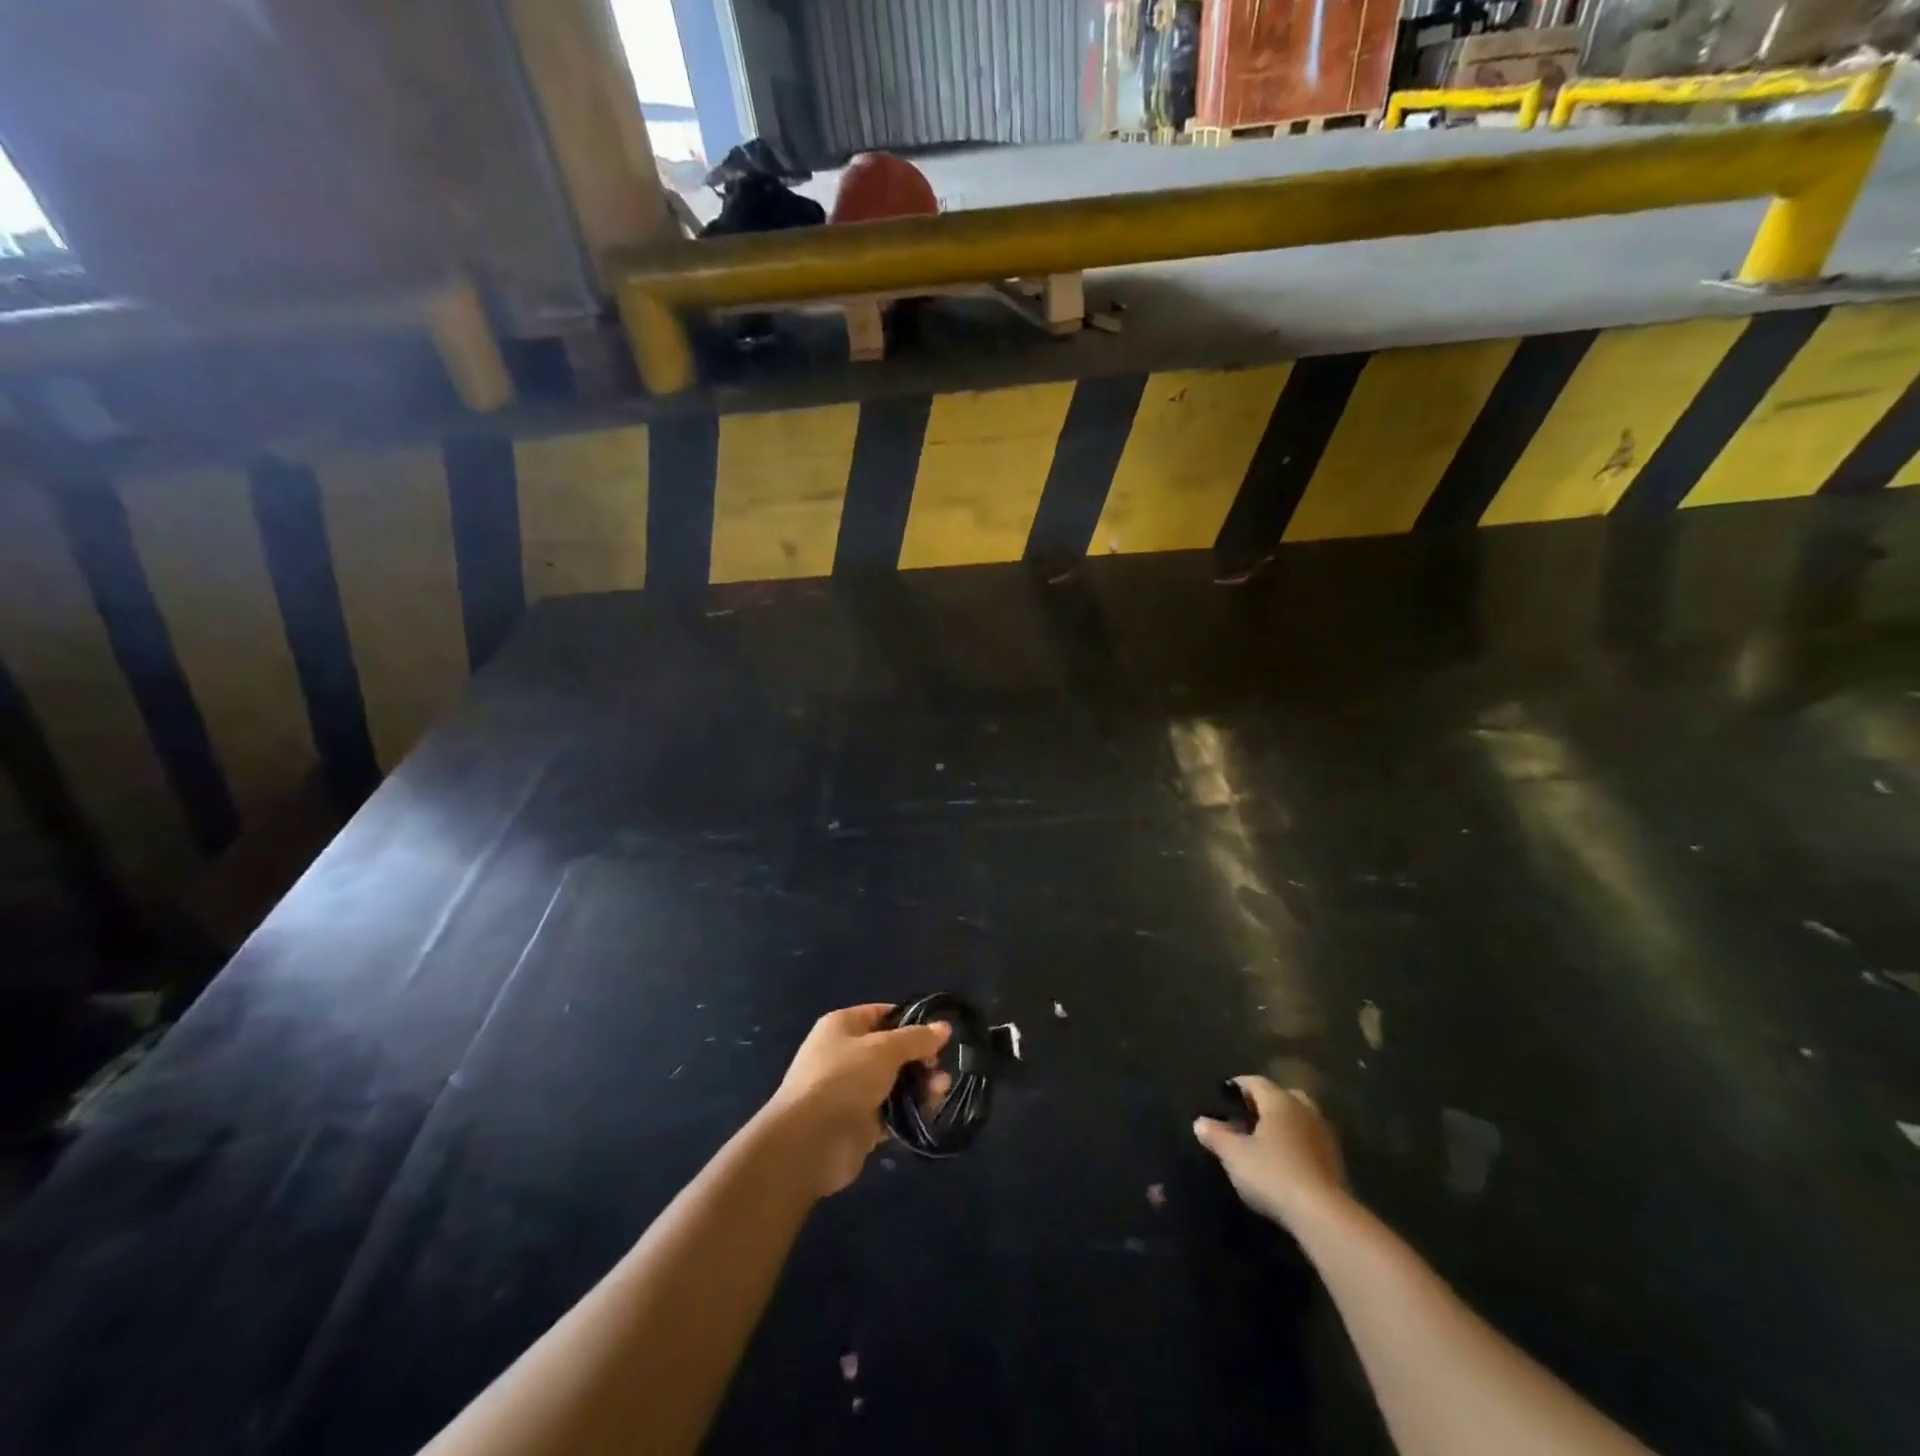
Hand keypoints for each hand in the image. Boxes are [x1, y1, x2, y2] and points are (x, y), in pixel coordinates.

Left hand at [769, 1004, 951, 1196]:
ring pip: (895, 1082)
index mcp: (843, 1026)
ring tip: (941, 1090)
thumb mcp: (884, 1049)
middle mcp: (846, 1054)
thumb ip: (916, 1038)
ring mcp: (853, 1091)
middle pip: (892, 1051)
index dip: (912, 1021)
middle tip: (940, 1068)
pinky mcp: (860, 1124)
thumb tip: (944, 1027)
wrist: (809, 1142)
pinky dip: (911, 1111)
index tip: (939, 1034)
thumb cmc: (844, 1078)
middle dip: (920, 1058)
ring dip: (920, 1085)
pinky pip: (892, 1112)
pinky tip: (931, 1111)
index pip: (883, 1014)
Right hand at [1194, 1076, 1346, 1228]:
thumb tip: (1200, 1122)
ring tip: (1264, 1141)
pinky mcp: (1336, 1160)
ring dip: (1283, 1124)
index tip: (1223, 1097)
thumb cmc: (1273, 1174)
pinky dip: (1297, 1144)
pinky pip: (1310, 1140)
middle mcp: (1304, 1109)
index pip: (1255, 1082)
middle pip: (1282, 1096)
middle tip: (1247, 1118)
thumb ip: (1216, 1136)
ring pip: (1299, 1118)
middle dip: (1265, 1103)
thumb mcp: (1234, 1155)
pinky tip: (1285, 1161)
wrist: (1323, 1215)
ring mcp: (1324, 1134)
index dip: (1237, 1086)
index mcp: (1279, 1100)